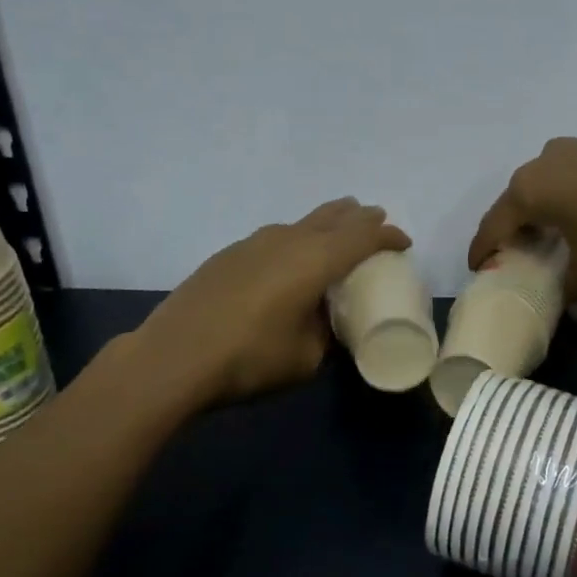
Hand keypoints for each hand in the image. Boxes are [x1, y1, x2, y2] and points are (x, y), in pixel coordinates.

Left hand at [137, 198, 410, 404]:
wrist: (173, 356)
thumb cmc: (250, 359)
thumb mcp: (305, 358)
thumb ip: (324, 334)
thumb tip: (322, 322)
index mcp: (315, 261)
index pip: (363, 237)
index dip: (387, 236)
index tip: (403, 242)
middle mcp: (288, 241)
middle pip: (332, 217)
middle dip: (358, 217)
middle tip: (374, 217)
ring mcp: (253, 243)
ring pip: (300, 223)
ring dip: (325, 223)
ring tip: (335, 229)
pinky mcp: (228, 255)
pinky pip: (275, 236)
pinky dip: (294, 239)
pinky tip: (287, 257)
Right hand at [469, 129, 576, 301]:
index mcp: (528, 191)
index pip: (493, 225)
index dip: (483, 250)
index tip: (477, 268)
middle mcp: (541, 163)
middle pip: (517, 202)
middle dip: (515, 229)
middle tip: (518, 256)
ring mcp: (573, 148)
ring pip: (546, 185)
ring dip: (544, 211)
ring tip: (554, 237)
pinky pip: (572, 176)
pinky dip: (569, 197)